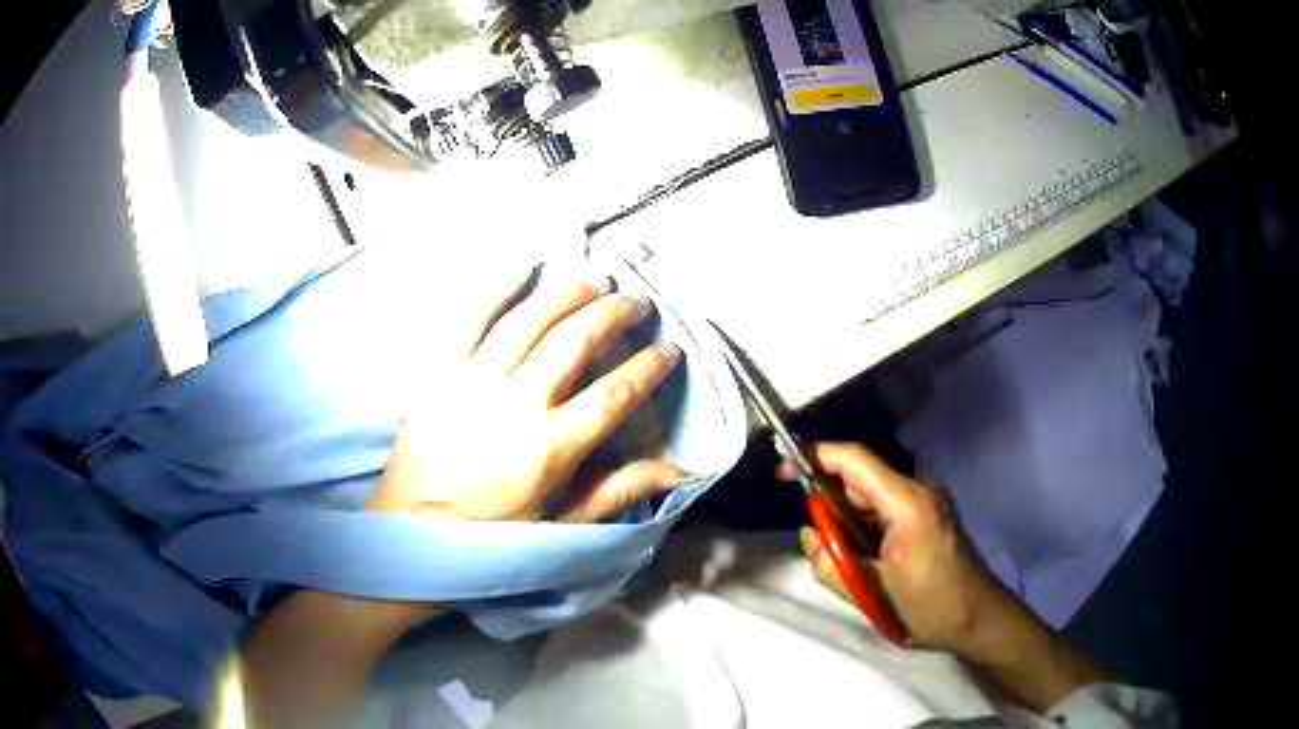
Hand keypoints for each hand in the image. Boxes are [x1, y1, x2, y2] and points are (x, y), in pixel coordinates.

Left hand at [368, 277, 684, 522]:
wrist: (411, 528)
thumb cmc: (489, 534)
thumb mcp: (558, 525)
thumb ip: (616, 492)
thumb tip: (678, 472)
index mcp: (551, 448)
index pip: (615, 393)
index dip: (648, 366)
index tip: (668, 349)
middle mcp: (517, 404)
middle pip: (575, 341)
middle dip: (614, 314)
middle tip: (637, 303)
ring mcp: (475, 381)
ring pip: (530, 319)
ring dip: (568, 292)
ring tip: (596, 281)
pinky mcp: (441, 372)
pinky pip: (470, 318)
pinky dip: (498, 287)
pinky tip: (524, 267)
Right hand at [782, 442, 1021, 654]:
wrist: (979, 617)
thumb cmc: (929, 607)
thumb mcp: (870, 593)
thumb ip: (829, 563)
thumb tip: (809, 535)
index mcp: (907, 503)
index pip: (855, 460)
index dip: (816, 456)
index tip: (782, 467)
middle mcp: (920, 490)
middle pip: (862, 478)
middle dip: (830, 499)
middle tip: (814, 536)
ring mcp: (928, 500)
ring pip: (873, 495)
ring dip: (848, 517)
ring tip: (842, 556)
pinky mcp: (930, 514)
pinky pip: (888, 507)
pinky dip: (866, 524)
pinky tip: (863, 555)